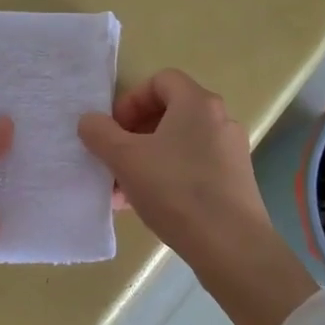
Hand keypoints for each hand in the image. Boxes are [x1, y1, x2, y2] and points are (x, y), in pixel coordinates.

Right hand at [78, 69, 266, 261]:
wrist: (229, 244)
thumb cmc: (174, 190)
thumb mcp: (124, 159)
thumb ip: (100, 133)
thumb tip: (90, 121)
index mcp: (197, 103)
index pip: (161, 80)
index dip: (131, 100)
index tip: (114, 130)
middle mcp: (220, 120)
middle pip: (169, 114)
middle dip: (133, 135)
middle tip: (113, 160)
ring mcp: (231, 152)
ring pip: (178, 145)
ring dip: (146, 160)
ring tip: (122, 192)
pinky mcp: (235, 181)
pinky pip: (193, 167)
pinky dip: (167, 177)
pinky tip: (147, 206)